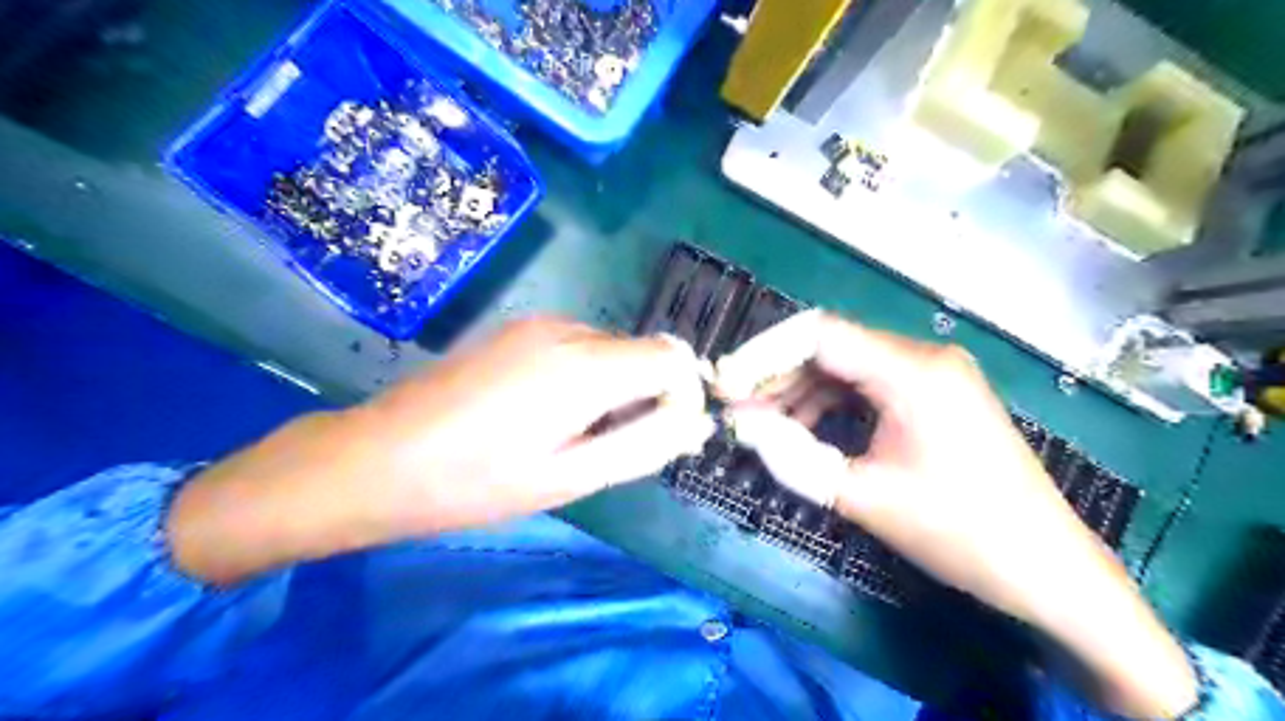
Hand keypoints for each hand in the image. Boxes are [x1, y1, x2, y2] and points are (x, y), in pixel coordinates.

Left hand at [166, 318, 711, 584]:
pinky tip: (544, 413)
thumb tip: (696, 422)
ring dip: (615, 388)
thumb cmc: (475, 481)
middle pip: (643, 351)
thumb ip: (642, 445)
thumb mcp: (569, 478)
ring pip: (611, 349)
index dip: (682, 395)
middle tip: (607, 448)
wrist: (378, 457)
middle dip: (647, 395)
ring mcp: (540, 324)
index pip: (674, 357)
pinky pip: (579, 346)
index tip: (660, 436)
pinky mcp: (518, 329)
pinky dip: (586, 377)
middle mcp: (569, 329)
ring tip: (570, 436)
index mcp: (586, 366)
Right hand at [718, 309, 1199, 720]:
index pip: (819, 335)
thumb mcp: (864, 496)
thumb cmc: (960, 532)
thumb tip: (741, 427)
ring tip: (761, 424)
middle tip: (735, 409)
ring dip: (800, 391)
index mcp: (912, 371)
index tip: (725, 385)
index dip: (763, 354)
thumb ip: (794, 457)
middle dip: (776, 376)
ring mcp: (932, 373)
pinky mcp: (934, 394)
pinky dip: (830, 403)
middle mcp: (922, 356)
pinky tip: (805, 429)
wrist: (1047, 568)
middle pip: (830, 347)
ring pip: (845, 366)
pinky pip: (867, 385)